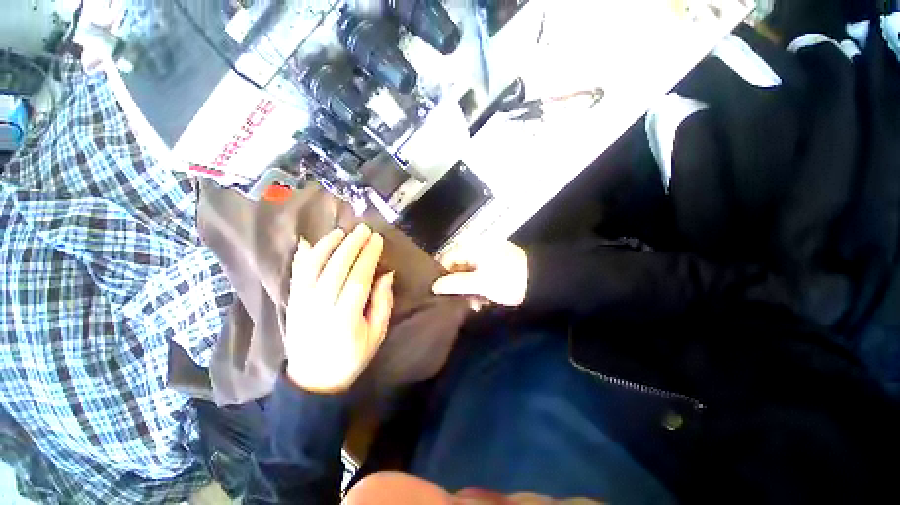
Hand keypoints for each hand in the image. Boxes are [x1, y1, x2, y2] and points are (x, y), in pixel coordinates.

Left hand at [284, 225, 394, 392]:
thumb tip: (387, 275)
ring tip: (340, 232)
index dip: (368, 256)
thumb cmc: (351, 358)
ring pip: (313, 267)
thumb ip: (382, 304)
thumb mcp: (376, 335)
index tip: (377, 239)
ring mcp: (303, 304)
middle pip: (337, 268)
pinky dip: (302, 257)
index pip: (358, 279)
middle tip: (363, 228)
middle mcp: (321, 307)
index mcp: (345, 318)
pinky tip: (309, 243)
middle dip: (352, 245)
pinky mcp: (292, 303)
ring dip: (327, 245)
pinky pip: (296, 275)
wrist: (313, 380)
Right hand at [432, 240, 527, 307]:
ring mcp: (487, 255)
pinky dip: (479, 286)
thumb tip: (435, 287)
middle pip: (458, 265)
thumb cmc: (507, 279)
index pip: (447, 257)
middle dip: (458, 285)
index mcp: (472, 246)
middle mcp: (477, 247)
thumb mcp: (480, 283)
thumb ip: (456, 284)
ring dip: (469, 289)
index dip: (443, 275)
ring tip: (475, 305)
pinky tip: (484, 299)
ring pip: (469, 271)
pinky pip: (479, 273)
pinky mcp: (495, 263)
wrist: (540, 280)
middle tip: (462, 302)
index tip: (443, 293)